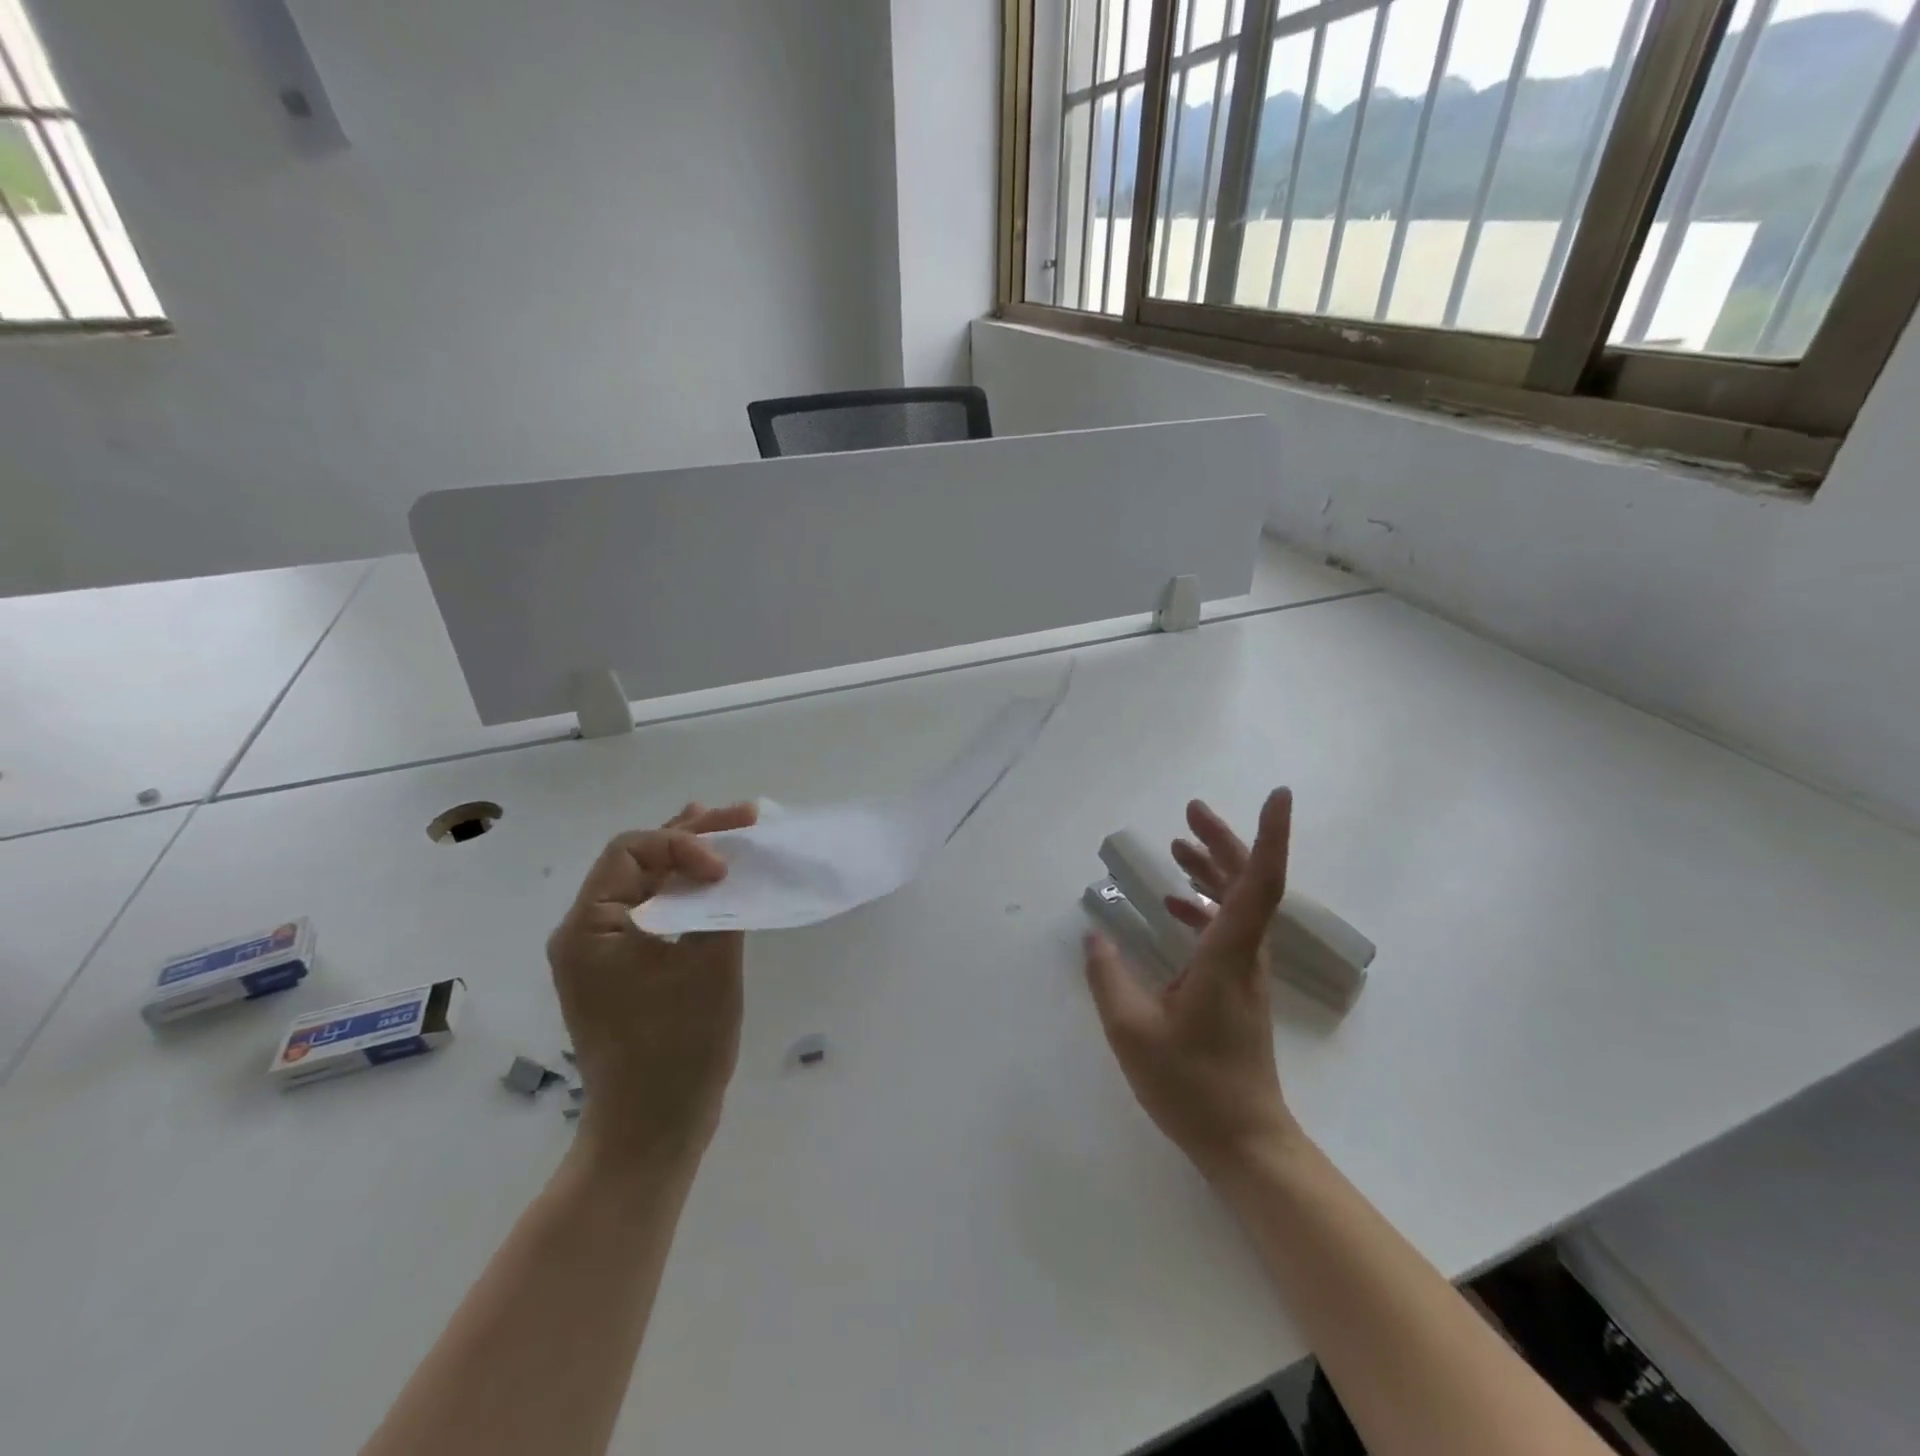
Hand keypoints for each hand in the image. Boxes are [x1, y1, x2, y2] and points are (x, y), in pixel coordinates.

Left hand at [546, 801, 758, 1168]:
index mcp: (589, 928)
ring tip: (733, 832)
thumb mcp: (708, 967)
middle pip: (637, 861)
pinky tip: (718, 881)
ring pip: (647, 884)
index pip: (630, 851)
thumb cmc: (676, 1047)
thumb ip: (720, 907)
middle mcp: (585, 933)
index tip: (725, 870)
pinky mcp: (624, 971)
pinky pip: (655, 913)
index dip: (683, 844)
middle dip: (693, 835)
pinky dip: (687, 892)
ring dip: (691, 858)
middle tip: (745, 817)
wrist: (651, 1129)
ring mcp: (603, 954)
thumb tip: (731, 872)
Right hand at [1084, 788, 1299, 1180]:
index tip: (1278, 796)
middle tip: (1190, 810)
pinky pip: (1227, 928)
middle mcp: (1246, 955)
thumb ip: (1108, 978)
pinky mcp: (1237, 987)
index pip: (1258, 884)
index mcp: (1228, 956)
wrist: (1245, 1141)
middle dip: (1224, 840)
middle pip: (1249, 883)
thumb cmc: (1192, 1086)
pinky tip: (1172, 906)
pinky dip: (1204, 905)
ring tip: (1178, 844)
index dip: (1267, 836)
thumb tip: (1093, 934)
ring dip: (1214, 868)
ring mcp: (1245, 972)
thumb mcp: (1132, 1032)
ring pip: (1239, 904)